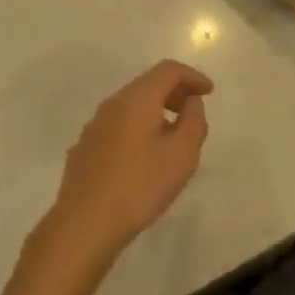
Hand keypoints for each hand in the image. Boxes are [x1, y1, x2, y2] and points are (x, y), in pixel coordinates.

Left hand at [41, 60, 212, 266]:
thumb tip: (191, 102)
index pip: (167, 70)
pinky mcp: (85, 148)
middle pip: (147, 85)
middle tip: (194, 112)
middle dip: (174, 92)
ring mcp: (94, 126)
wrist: (84, 224)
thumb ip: (193, 122)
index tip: (209, 92)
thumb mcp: (181, 155)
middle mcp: (112, 104)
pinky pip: (118, 126)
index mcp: (136, 99)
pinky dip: (138, 128)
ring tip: (173, 137)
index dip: (192, 76)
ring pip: (131, 106)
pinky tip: (144, 157)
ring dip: (156, 112)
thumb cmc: (139, 186)